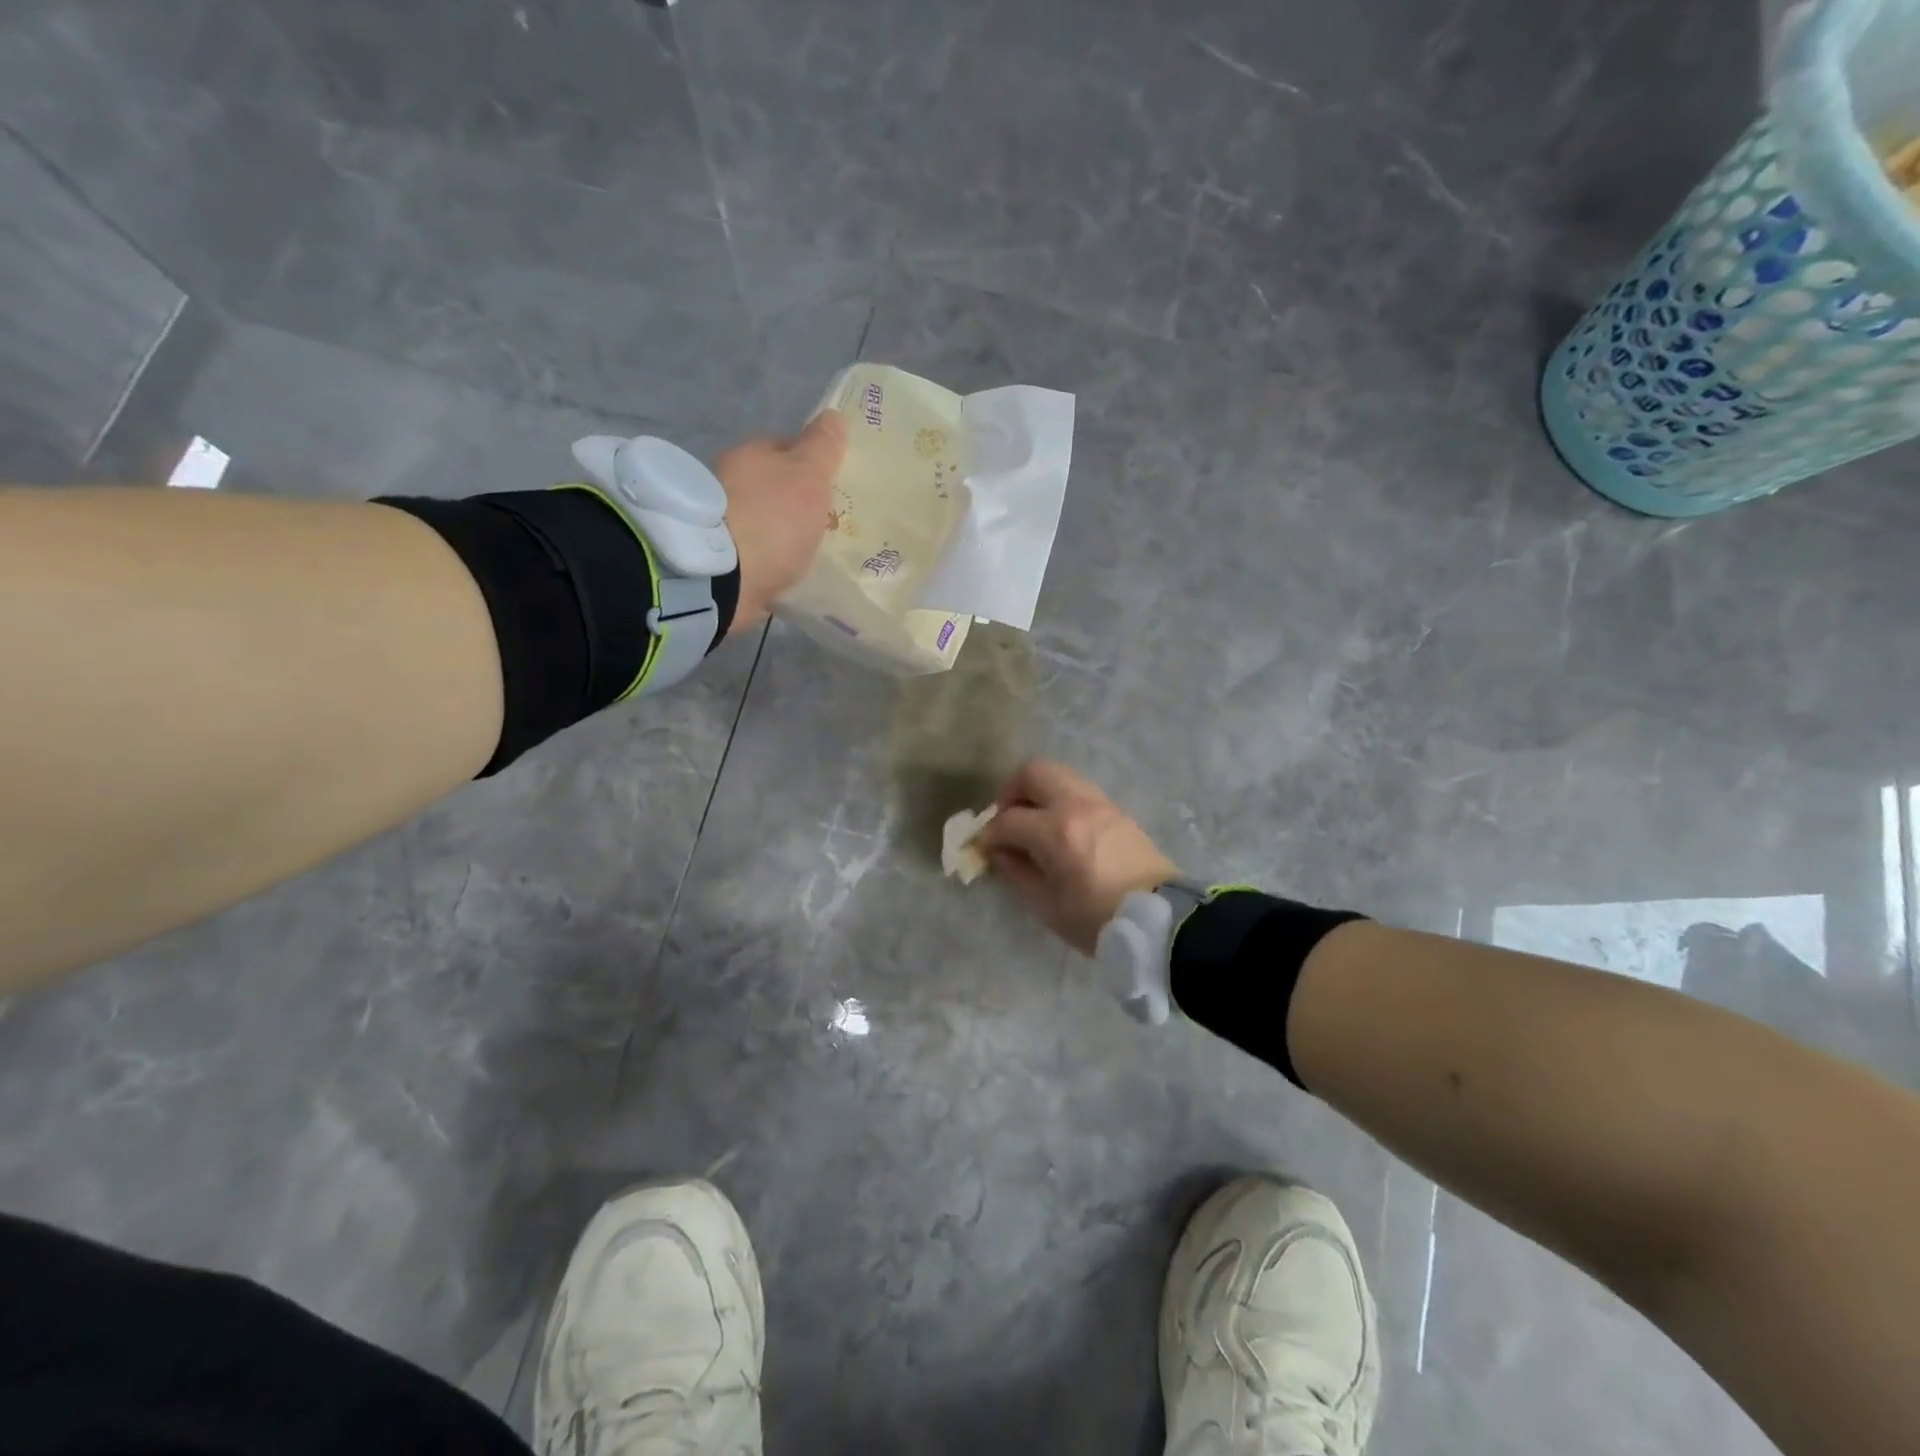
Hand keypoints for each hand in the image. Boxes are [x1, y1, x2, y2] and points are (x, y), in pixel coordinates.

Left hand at [714, 410, 847, 634]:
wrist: (722, 578)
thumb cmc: (772, 520)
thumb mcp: (808, 477)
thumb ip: (822, 448)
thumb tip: (834, 414)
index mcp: (749, 455)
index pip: (785, 449)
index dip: (810, 465)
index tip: (831, 489)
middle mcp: (727, 481)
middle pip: (770, 486)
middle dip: (792, 501)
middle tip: (822, 525)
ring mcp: (718, 521)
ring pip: (759, 519)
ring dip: (777, 532)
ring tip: (804, 554)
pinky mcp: (716, 558)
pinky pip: (750, 552)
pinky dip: (764, 559)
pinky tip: (781, 572)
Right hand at [976, 760, 1177, 954]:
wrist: (1161, 920)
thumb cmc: (1098, 920)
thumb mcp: (1046, 906)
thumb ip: (1015, 872)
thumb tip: (997, 852)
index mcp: (1056, 832)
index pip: (1008, 819)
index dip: (989, 834)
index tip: (984, 849)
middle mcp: (1076, 806)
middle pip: (1033, 772)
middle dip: (1011, 792)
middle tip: (1006, 819)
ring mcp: (1100, 803)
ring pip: (1058, 774)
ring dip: (1037, 792)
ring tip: (1032, 823)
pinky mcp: (1116, 810)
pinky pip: (1078, 789)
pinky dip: (1060, 799)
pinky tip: (1059, 829)